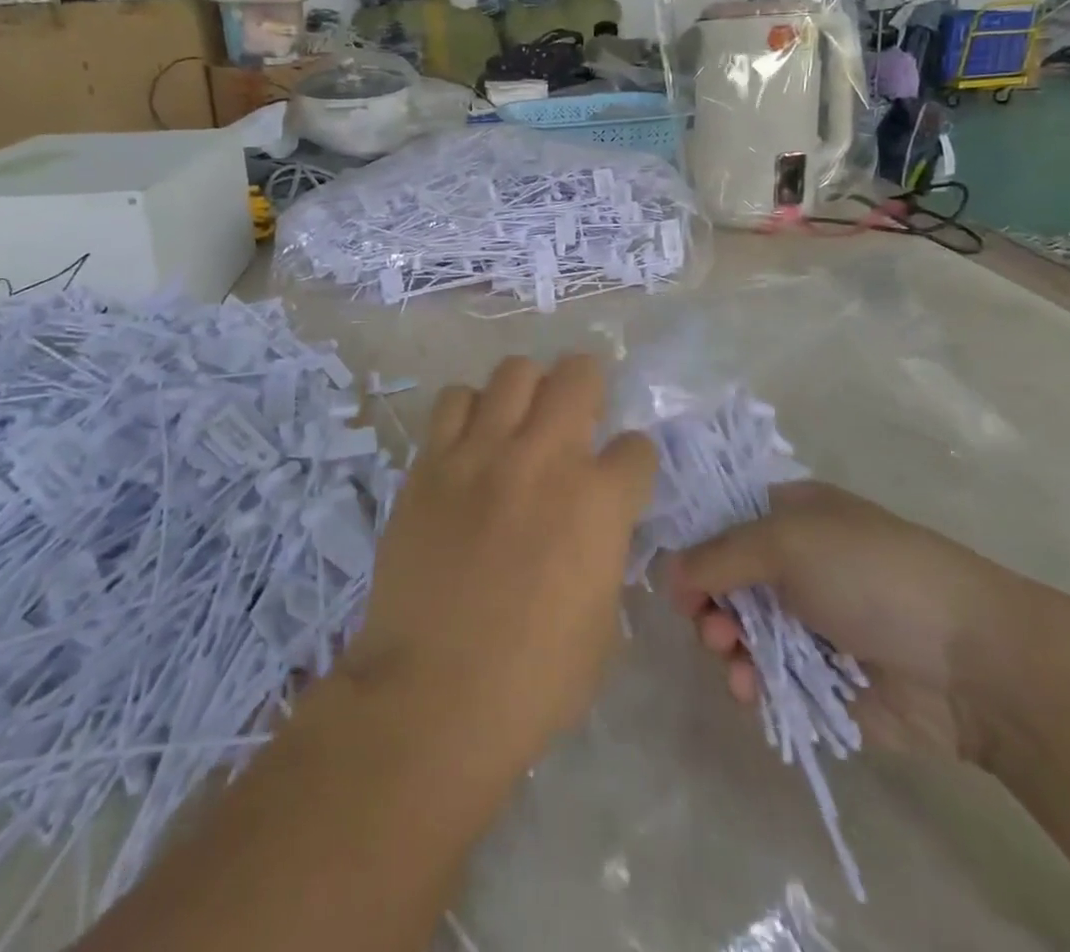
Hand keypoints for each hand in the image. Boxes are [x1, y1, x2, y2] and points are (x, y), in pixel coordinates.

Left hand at [342, 355, 658, 779]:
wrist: (431, 698)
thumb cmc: (533, 681)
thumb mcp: (602, 623)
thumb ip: (605, 556)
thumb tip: (595, 529)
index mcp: (599, 503)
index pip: (637, 447)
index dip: (633, 461)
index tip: (621, 477)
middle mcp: (545, 458)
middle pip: (578, 374)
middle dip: (588, 388)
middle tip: (577, 416)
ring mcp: (482, 453)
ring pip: (514, 372)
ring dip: (528, 390)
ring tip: (520, 421)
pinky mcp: (431, 463)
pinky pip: (454, 400)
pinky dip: (470, 410)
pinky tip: (471, 442)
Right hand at [666, 481, 1011, 761]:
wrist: (968, 660)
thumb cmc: (870, 573)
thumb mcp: (786, 542)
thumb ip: (718, 555)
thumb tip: (667, 572)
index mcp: (790, 515)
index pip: (722, 519)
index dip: (692, 542)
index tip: (669, 572)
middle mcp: (794, 563)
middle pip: (724, 578)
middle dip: (707, 601)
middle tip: (706, 622)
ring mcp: (807, 621)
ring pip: (740, 630)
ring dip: (725, 643)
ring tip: (731, 656)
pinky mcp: (819, 677)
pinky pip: (766, 676)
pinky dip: (750, 680)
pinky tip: (749, 688)